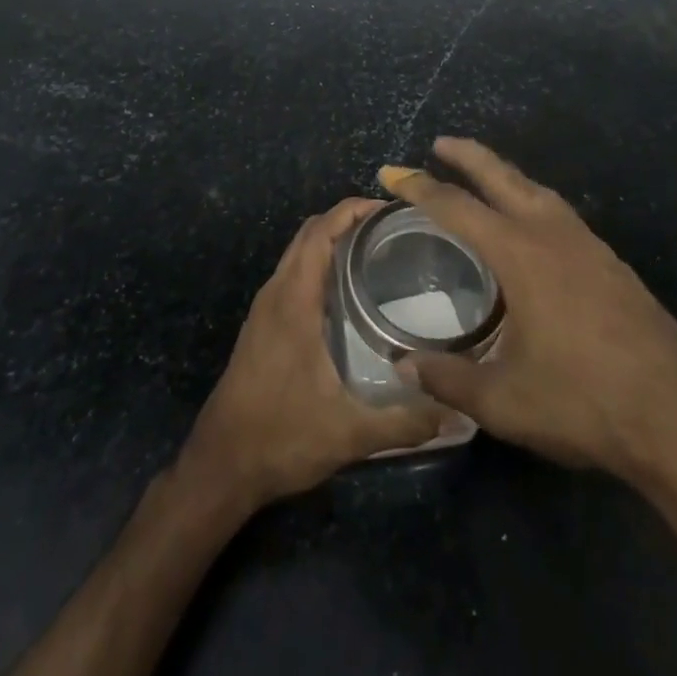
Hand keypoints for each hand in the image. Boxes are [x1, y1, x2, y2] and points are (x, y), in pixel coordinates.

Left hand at [178, 198, 446, 511]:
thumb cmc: (280, 438)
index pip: (321, 232)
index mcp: (293, 301)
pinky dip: (318, 263)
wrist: (220, 466)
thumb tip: (457, 413)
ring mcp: (265, 308)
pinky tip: (347, 292)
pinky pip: (292, 274)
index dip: (352, 211)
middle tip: (393, 229)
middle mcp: (276, 293)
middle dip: (347, 220)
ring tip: (376, 251)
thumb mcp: (348, 434)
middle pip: (309, 233)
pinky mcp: (262, 325)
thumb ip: (404, 422)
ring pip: (297, 252)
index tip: (390, 209)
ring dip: (331, 240)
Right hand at [381, 140, 676, 494]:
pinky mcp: (615, 265)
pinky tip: (534, 226)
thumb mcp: (504, 401)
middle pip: (504, 177)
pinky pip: (562, 214)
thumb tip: (403, 366)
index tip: (391, 173)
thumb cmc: (585, 404)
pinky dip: (534, 202)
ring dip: (506, 176)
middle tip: (440, 144)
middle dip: (468, 156)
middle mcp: (554, 235)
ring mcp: (591, 246)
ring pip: (539, 191)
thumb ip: (448, 379)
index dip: (419, 187)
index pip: (457, 206)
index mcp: (521, 254)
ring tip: (483, 178)